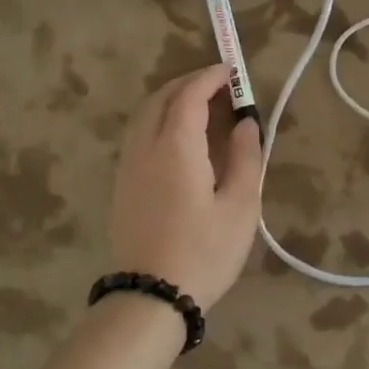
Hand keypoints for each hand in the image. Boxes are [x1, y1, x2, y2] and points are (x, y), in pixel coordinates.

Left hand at [110, 64, 263, 309]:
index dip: (210, 78)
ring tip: (198, 105)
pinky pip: (137, 134)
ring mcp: (128, 166)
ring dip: (170, 100)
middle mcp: (145, 147)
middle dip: (188, 83)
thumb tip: (246, 124)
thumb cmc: (205, 251)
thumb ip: (247, 158)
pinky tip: (177, 136)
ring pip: (143, 115)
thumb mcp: (241, 206)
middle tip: (217, 84)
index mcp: (176, 147)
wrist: (152, 296)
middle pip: (160, 99)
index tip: (231, 72)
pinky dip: (157, 119)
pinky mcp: (122, 185)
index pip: (189, 96)